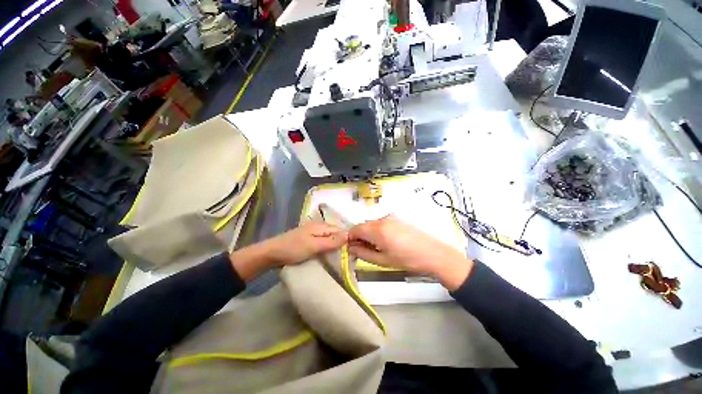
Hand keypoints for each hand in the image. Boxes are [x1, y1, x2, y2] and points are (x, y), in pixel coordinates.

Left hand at [230, 222, 347, 281]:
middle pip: (334, 233)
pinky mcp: (308, 240)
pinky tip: (328, 255)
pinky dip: (326, 248)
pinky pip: (322, 242)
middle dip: (341, 243)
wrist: (271, 254)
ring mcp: (312, 233)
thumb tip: (349, 235)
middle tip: (347, 256)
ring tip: (340, 257)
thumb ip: (331, 241)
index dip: (346, 239)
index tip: (352, 251)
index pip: (339, 230)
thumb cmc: (293, 249)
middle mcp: (318, 227)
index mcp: (320, 226)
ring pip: (328, 238)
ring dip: (334, 246)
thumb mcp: (314, 245)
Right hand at [348, 215, 473, 290]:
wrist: (433, 254)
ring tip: (377, 249)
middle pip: (363, 226)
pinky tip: (386, 242)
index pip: (354, 229)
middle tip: (363, 251)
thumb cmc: (407, 259)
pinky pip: (380, 224)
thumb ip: (362, 253)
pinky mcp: (397, 219)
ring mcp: (390, 218)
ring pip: (371, 225)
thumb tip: (349, 248)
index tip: (350, 249)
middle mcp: (382, 219)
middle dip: (359, 237)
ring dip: (368, 235)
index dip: (349, 239)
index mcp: (377, 229)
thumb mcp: (382, 260)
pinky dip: (377, 232)